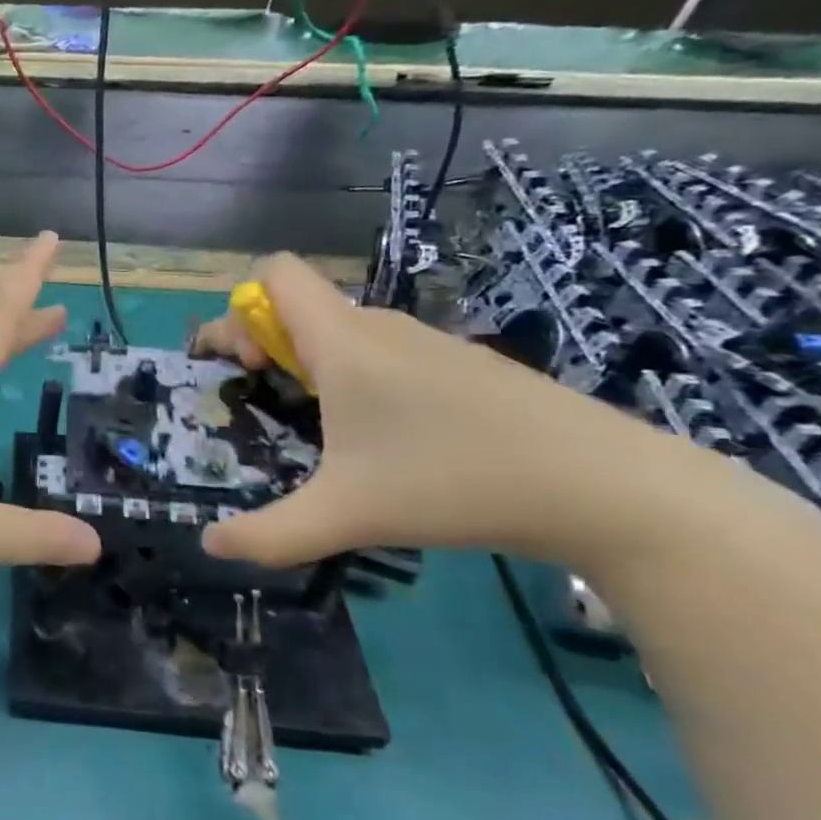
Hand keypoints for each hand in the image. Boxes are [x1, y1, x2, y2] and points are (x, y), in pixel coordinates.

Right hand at [193, 253, 684, 571]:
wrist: (609, 488)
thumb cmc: (455, 482)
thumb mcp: (347, 515)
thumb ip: (270, 534)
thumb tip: (211, 546)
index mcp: (342, 341)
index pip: (275, 273)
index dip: (241, 309)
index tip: (247, 367)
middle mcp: (379, 327)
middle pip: (298, 305)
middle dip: (264, 344)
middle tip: (266, 401)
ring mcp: (427, 343)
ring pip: (341, 330)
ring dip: (309, 362)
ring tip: (321, 429)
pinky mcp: (462, 366)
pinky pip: (383, 351)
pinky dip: (357, 376)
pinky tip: (386, 437)